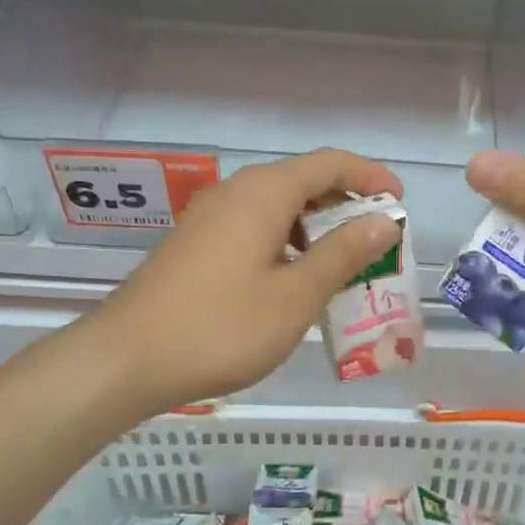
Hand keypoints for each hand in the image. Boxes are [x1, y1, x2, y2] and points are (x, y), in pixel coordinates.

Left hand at [93, 150, 402, 413]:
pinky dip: (288, 241)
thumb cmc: (221, 327)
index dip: (370, 176)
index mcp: (264, 193)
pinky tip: (296, 279)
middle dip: (346, 204)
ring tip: (345, 263)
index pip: (330, 163)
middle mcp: (236, 192)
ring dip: (317, 226)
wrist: (124, 360)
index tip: (400, 202)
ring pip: (279, 206)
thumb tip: (385, 220)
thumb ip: (343, 253)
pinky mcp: (197, 243)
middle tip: (379, 239)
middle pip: (303, 180)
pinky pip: (256, 226)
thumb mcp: (295, 295)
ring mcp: (211, 217)